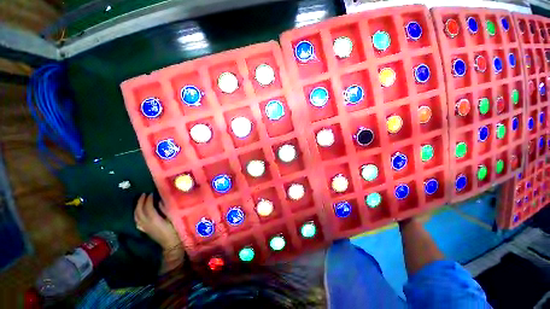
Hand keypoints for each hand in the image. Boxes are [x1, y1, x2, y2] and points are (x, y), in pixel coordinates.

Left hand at [134, 193, 180, 248]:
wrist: (171, 245)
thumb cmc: (175, 230)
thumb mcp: (173, 218)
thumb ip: (166, 209)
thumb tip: (160, 201)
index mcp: (154, 219)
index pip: (147, 207)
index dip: (148, 199)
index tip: (152, 192)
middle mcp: (146, 223)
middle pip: (139, 210)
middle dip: (140, 201)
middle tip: (144, 194)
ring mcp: (144, 227)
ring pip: (136, 216)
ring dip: (137, 207)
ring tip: (141, 200)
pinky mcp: (144, 230)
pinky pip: (137, 221)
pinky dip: (136, 214)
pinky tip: (139, 212)